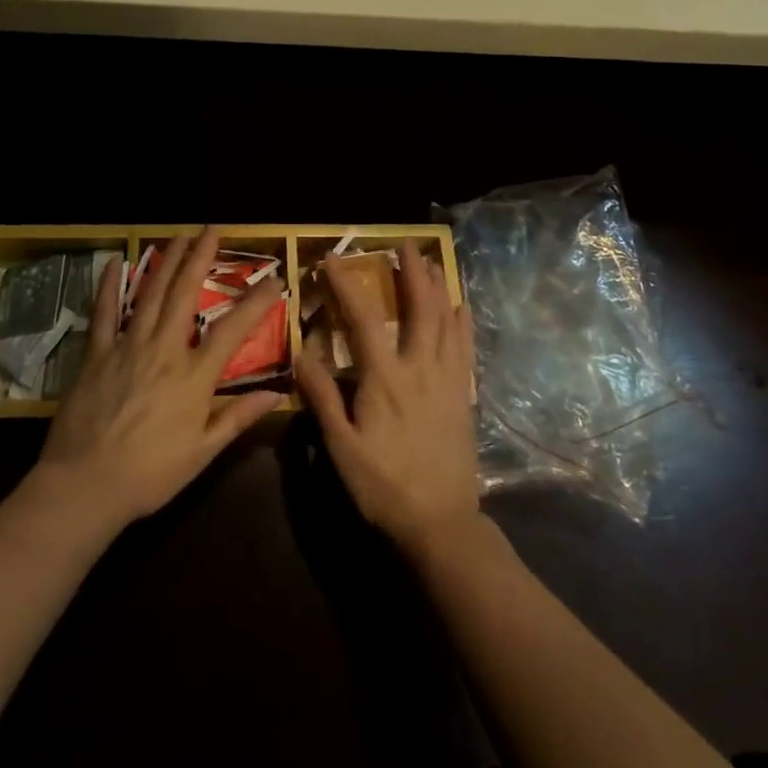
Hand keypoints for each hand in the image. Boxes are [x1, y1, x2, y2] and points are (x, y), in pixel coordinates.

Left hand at [37, 230, 283, 531]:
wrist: (85, 486)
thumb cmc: (150, 474)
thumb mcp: (203, 452)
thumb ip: (238, 417)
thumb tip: (277, 393)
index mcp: (193, 376)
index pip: (233, 330)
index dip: (256, 302)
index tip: (275, 280)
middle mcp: (163, 350)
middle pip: (185, 294)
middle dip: (201, 258)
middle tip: (212, 230)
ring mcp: (127, 347)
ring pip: (150, 294)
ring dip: (167, 261)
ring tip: (179, 236)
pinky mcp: (97, 354)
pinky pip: (104, 312)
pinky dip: (109, 286)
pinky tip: (115, 262)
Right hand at [294, 241, 480, 560]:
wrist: (441, 522)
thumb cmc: (383, 486)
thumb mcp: (342, 447)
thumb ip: (323, 397)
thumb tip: (302, 353)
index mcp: (385, 379)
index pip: (364, 319)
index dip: (347, 285)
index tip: (333, 260)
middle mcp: (420, 369)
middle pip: (419, 308)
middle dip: (412, 272)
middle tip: (405, 245)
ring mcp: (447, 380)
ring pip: (446, 321)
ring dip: (438, 287)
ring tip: (431, 261)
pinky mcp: (464, 395)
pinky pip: (466, 348)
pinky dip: (463, 321)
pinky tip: (461, 306)